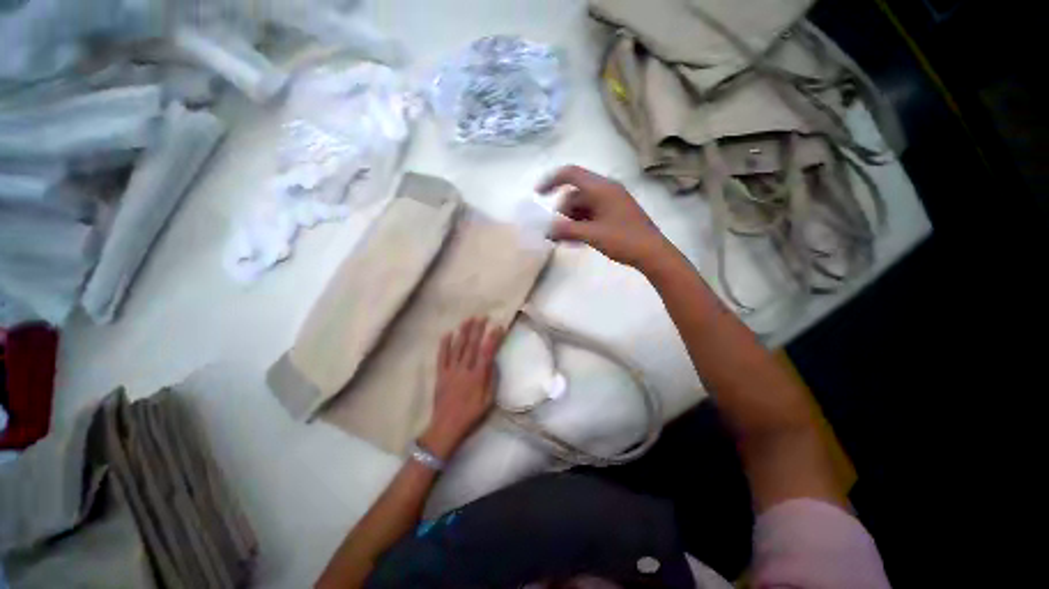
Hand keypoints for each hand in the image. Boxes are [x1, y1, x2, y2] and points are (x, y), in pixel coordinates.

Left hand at [420, 317, 503, 460]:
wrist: (446, 426)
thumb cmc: (471, 415)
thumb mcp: (488, 401)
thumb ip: (491, 380)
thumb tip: (493, 362)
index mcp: (477, 377)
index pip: (487, 353)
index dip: (493, 338)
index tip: (498, 327)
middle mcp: (464, 370)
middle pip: (472, 346)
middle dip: (477, 329)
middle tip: (482, 317)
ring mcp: (450, 371)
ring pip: (457, 347)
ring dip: (463, 332)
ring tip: (468, 319)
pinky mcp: (440, 374)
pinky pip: (442, 357)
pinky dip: (444, 345)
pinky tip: (448, 333)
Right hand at [537, 165, 673, 269]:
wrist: (652, 253)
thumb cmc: (623, 240)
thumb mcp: (592, 235)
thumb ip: (567, 230)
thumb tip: (548, 230)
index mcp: (601, 188)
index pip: (571, 174)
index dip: (551, 181)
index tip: (538, 195)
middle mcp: (606, 190)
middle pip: (575, 194)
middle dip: (562, 211)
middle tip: (557, 232)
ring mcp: (612, 202)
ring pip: (583, 205)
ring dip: (571, 220)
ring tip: (566, 240)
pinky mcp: (615, 213)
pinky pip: (592, 213)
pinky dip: (581, 224)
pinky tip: (577, 240)